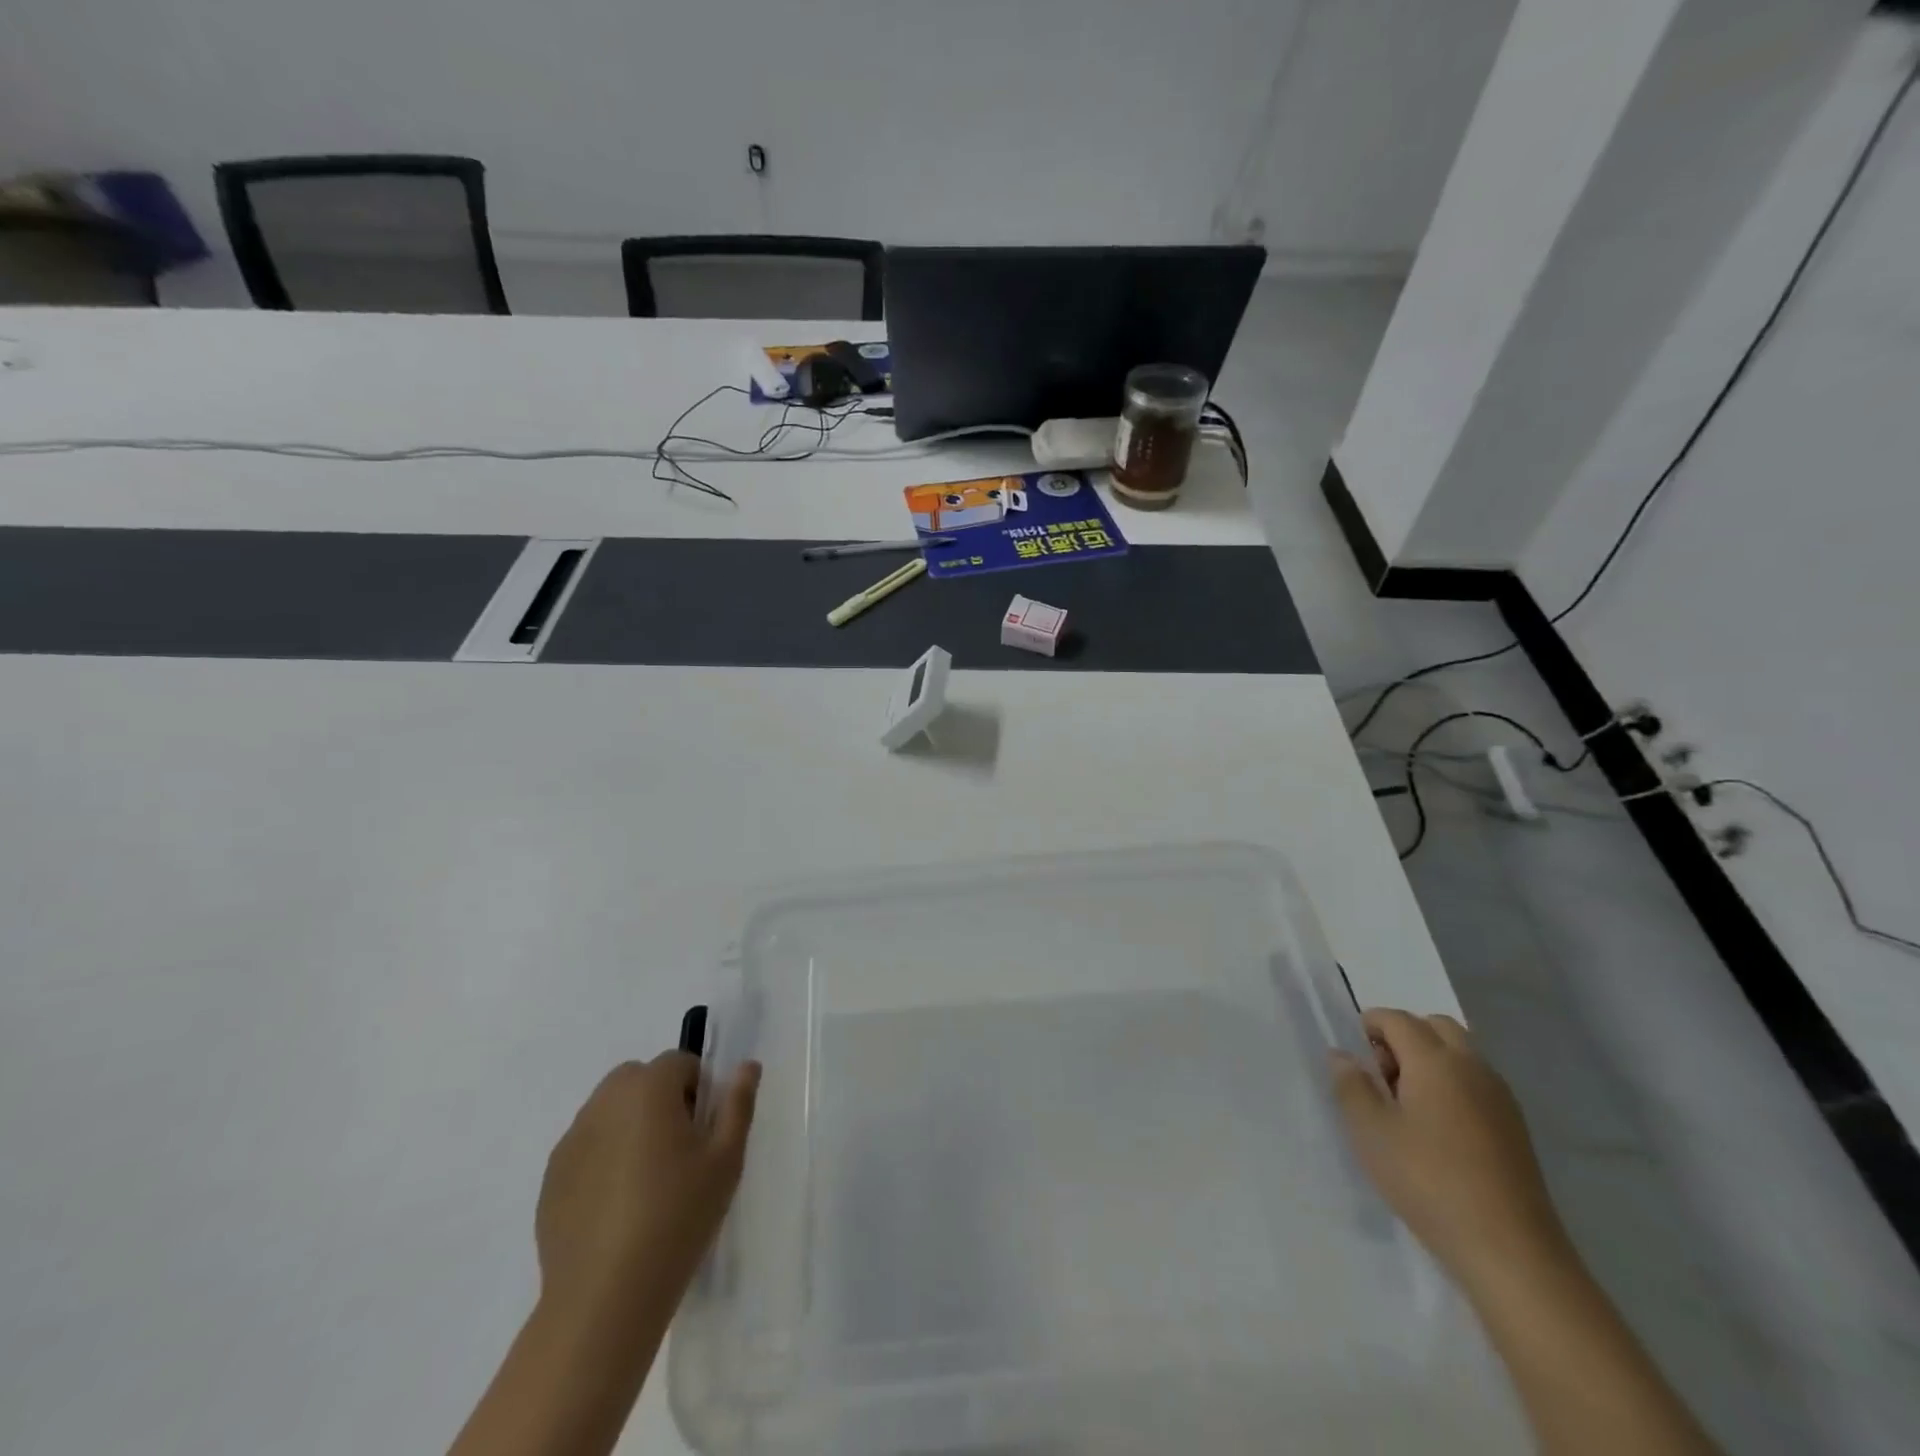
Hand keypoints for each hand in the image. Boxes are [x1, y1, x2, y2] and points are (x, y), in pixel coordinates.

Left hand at [535, 1052, 760, 1319]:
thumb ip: (738, 1104)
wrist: (605, 1297)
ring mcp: (572, 1141)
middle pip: (638, 1079)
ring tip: (648, 1181)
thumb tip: (747, 1066)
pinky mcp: (551, 1179)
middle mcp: (604, 1103)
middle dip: (660, 1099)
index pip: (679, 1062)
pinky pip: (587, 1148)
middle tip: (680, 1150)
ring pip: (609, 1112)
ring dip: (630, 1126)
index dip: (698, 1089)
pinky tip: (618, 1208)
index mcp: (648, 1089)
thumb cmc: (677, 1216)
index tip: (705, 1132)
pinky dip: (604, 1159)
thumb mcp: (726, 1159)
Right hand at [1331, 1008, 1569, 1295]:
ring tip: (1407, 1105)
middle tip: (1382, 1076)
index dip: (1370, 1026)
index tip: (1355, 1058)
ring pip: (1460, 1053)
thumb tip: (1344, 1056)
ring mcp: (1500, 1097)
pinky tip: (1438, 1129)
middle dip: (1404, 1036)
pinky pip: (1477, 1083)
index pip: (1398, 1019)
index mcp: (1436, 1060)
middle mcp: (1472, 1067)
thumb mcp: (1370, 1131)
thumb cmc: (1428, 1180)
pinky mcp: (1515, 1128)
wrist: (1510, 1251)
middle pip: (1435, 1026)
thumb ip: (1351, 1085)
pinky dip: (1453, 1085)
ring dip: (1430, 1060)